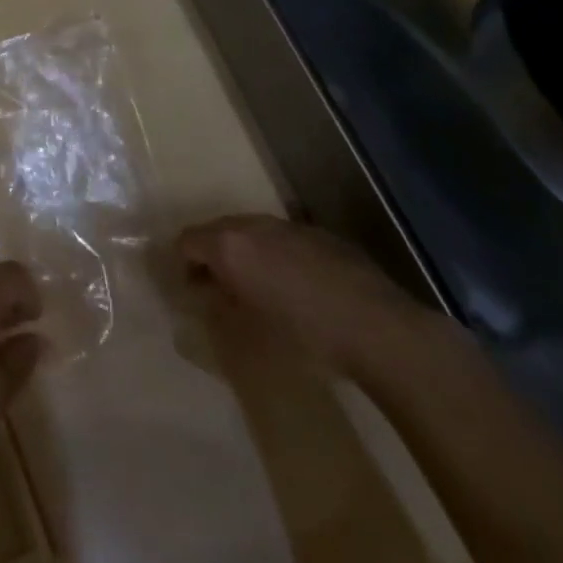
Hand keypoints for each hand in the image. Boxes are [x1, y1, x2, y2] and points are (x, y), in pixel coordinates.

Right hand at [178, 214, 445, 374]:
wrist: (380, 329)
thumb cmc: (305, 337)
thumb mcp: (249, 335)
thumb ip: (219, 310)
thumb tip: (207, 298)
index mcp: (228, 246)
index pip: (186, 241)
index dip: (182, 265)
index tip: (190, 292)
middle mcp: (253, 225)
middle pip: (216, 230)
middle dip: (211, 255)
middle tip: (218, 289)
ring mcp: (288, 226)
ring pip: (251, 232)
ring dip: (244, 253)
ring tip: (257, 287)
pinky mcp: (319, 234)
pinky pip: (282, 239)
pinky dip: (275, 255)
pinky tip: (295, 287)